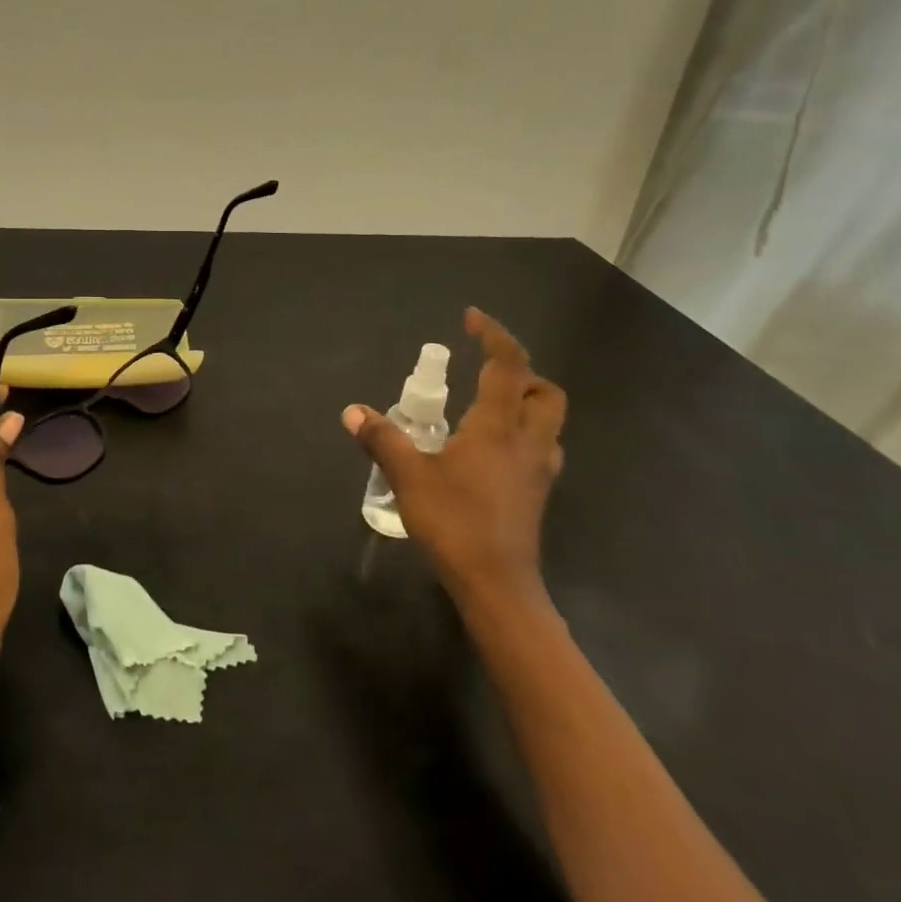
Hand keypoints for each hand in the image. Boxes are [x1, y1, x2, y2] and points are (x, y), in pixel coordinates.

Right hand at [343, 309, 566, 618]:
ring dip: (524, 401)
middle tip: (483, 371)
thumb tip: (353, 411)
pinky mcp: (538, 492)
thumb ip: (383, 439)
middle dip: (519, 370)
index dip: (493, 334)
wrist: (496, 583)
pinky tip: (492, 450)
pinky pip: (541, 446)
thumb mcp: (409, 477)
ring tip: (485, 406)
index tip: (471, 318)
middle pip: (542, 389)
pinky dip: (522, 433)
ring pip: (547, 418)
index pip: (508, 364)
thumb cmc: (455, 522)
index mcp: (498, 426)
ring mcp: (539, 468)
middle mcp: (528, 439)